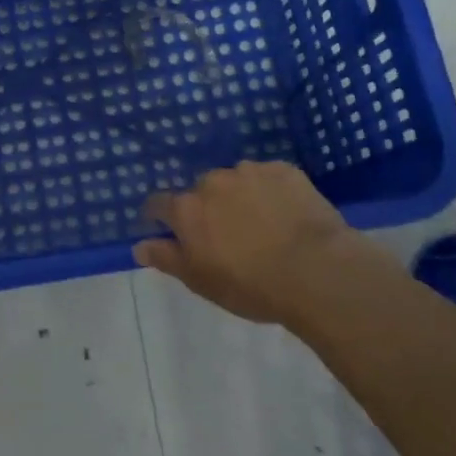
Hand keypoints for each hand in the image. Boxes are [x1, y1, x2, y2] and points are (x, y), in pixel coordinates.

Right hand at [136, 160, 356, 324]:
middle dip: (208, 208)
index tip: (169, 231)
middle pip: (201, 191)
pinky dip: (271, 191)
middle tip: (227, 235)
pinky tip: (286, 214)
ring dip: (240, 196)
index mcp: (187, 209)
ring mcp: (249, 171)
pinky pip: (269, 177)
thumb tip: (138, 246)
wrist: (317, 271)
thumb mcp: (201, 282)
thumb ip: (167, 259)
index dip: (160, 217)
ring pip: (236, 181)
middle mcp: (212, 182)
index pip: (158, 204)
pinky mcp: (284, 170)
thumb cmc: (251, 285)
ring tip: (262, 224)